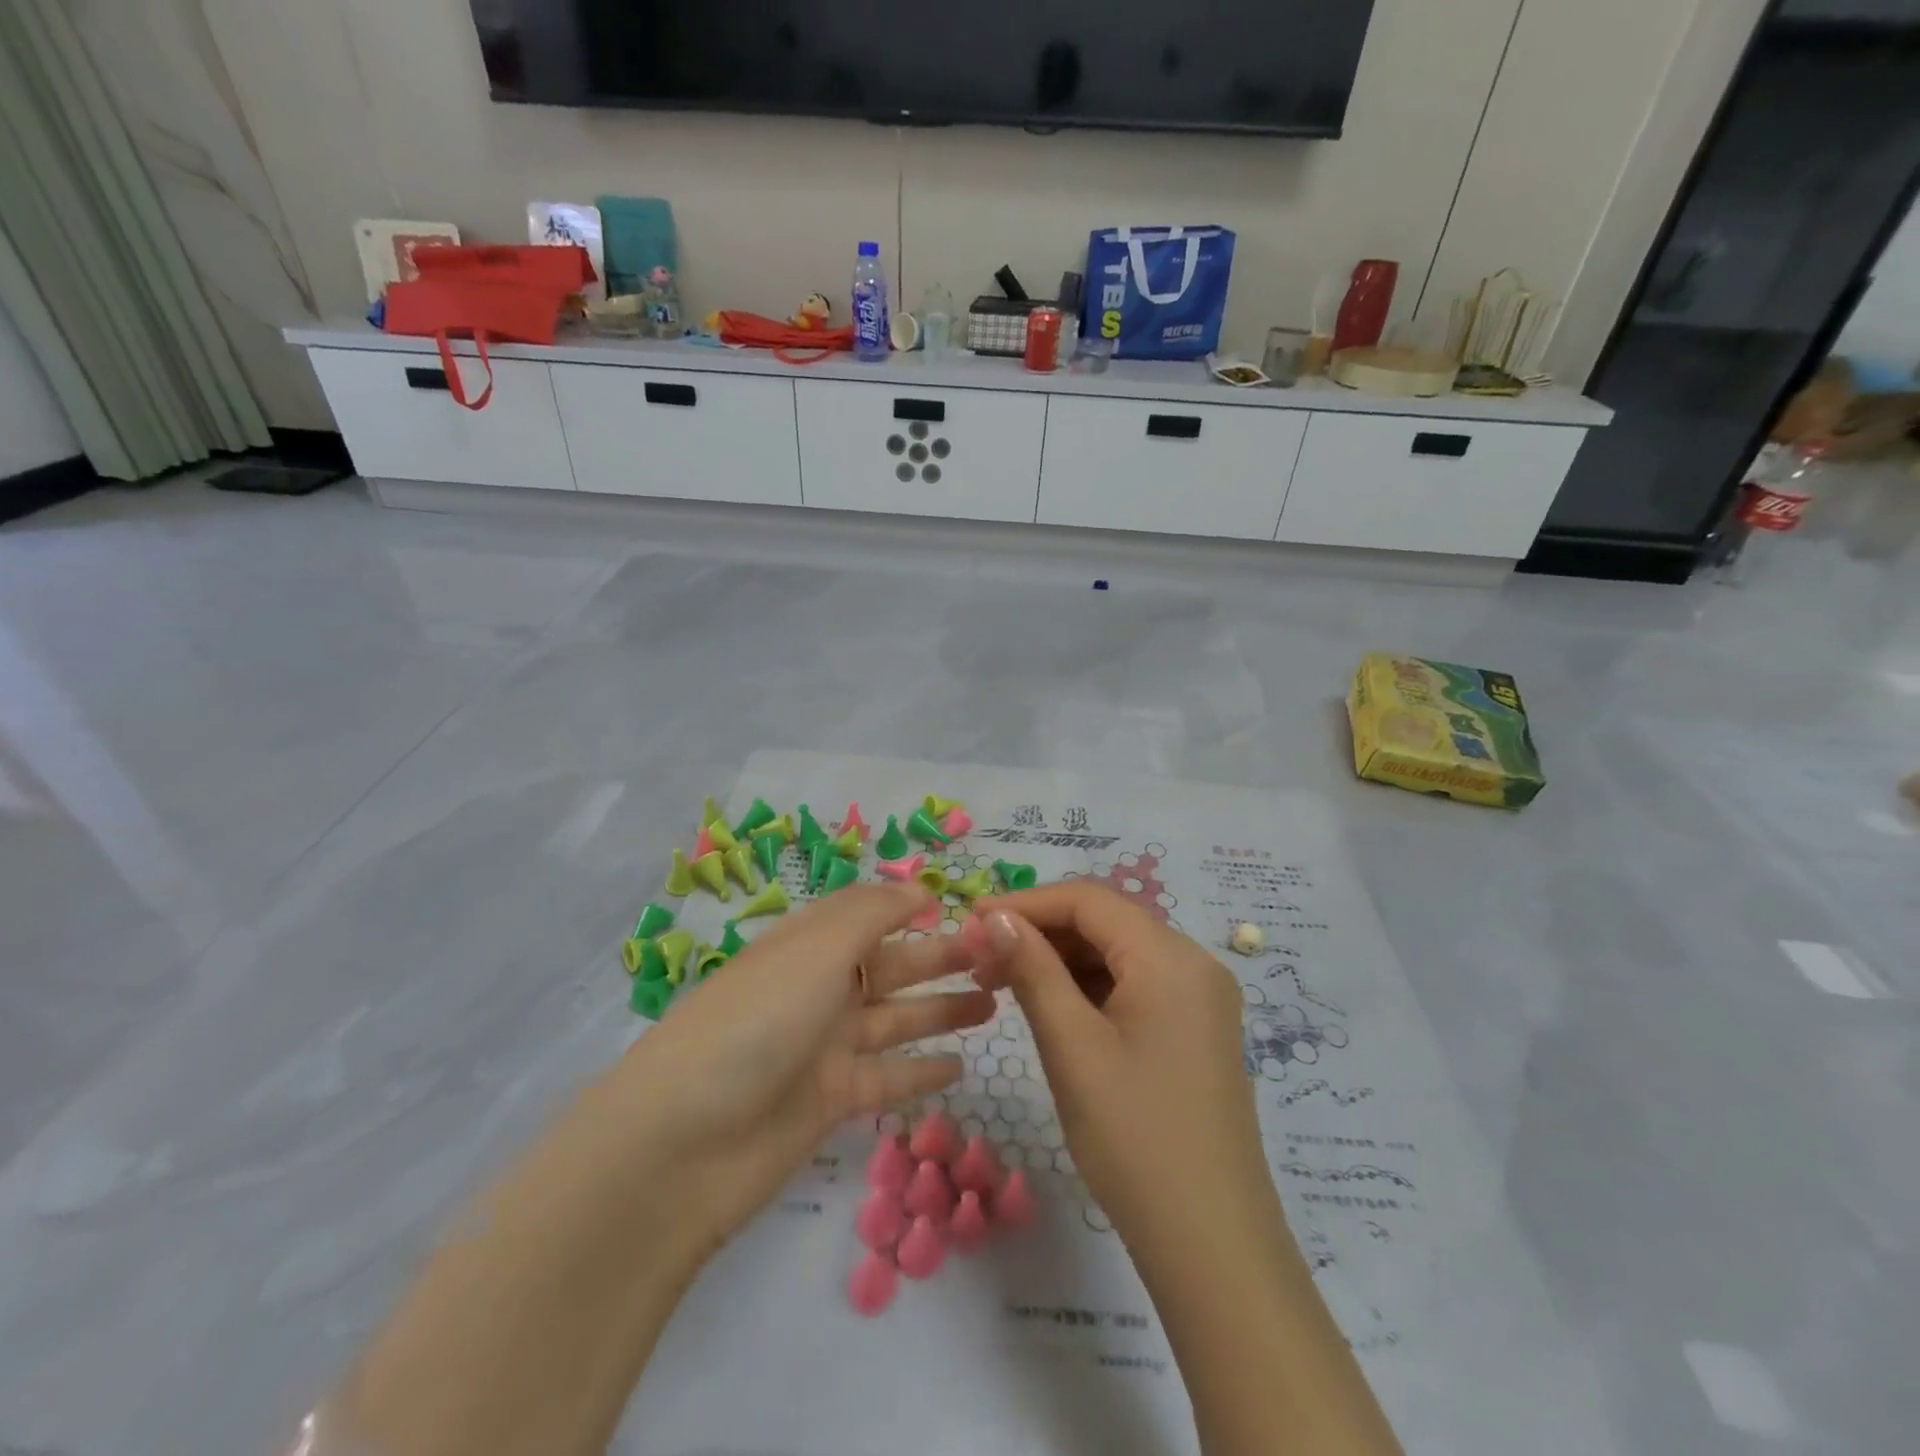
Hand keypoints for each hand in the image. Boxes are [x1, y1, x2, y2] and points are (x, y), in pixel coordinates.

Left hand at [617, 883, 994, 1249]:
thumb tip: (920, 888)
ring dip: (941, 1010)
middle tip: (1000, 958)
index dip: (909, 907)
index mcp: (809, 944)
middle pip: (890, 966)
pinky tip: (961, 1067)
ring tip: (993, 1003)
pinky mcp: (829, 1101)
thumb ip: (874, 913)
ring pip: (896, 1019)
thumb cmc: (758, 1020)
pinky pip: (887, 1077)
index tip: (960, 907)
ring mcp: (824, 1046)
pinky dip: (921, 1071)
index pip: (866, 914)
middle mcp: (818, 988)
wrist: (685, 1143)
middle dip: (941, 959)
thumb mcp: (817, 948)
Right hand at [965, 882, 1271, 1254]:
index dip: (1025, 903)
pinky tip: (1050, 1006)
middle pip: (1105, 922)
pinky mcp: (1195, 1029)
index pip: (1088, 900)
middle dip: (1040, 932)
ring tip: (1003, 983)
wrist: (1213, 1247)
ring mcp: (1199, 998)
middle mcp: (1194, 963)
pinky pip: (1135, 985)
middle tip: (980, 959)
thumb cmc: (1135, 1138)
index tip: (971, 922)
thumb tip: (994, 916)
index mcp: (1171, 957)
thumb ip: (1032, 969)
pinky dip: (1088, 987)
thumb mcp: (1072, 1046)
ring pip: (1117, 953)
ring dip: (1060, 960)